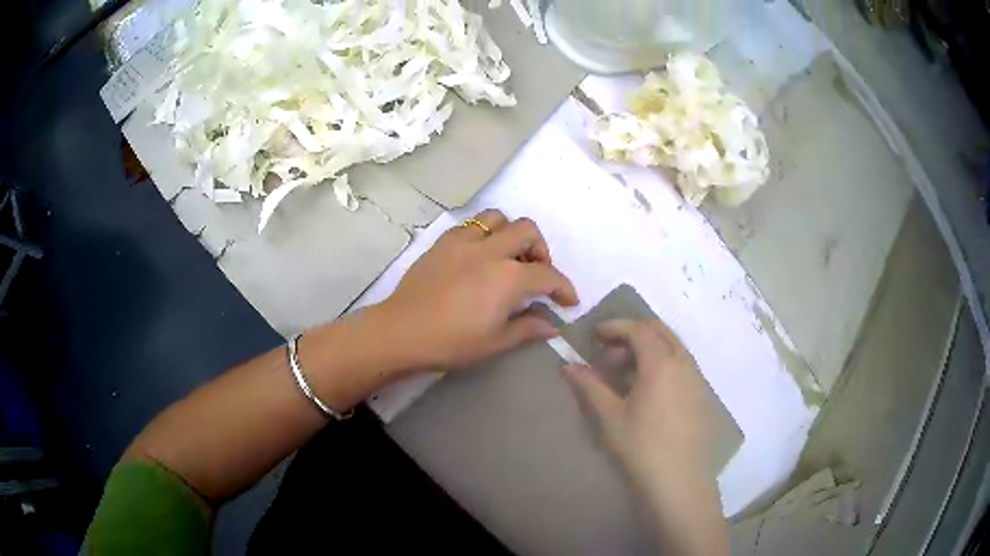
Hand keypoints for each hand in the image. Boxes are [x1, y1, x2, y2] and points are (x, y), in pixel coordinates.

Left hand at [380, 209, 578, 370]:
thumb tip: (553, 326)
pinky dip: (484, 233)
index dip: (564, 288)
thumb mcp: (495, 342)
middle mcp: (491, 250)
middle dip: (541, 250)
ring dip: (511, 233)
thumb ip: (528, 329)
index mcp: (508, 277)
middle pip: (528, 231)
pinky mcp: (443, 242)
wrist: (401, 332)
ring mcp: (464, 241)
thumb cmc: (451, 343)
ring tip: (507, 256)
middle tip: (536, 273)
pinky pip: (471, 225)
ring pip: (498, 217)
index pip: (548, 275)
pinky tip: (479, 255)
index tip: (569, 302)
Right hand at [564, 318, 728, 555]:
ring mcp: (696, 378)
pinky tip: (648, 390)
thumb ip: (590, 386)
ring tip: (625, 374)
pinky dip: (663, 363)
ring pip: (673, 347)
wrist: (679, 479)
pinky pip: (682, 364)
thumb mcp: (610, 416)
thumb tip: (567, 366)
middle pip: (659, 331)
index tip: (595, 334)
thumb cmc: (641, 446)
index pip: (638, 330)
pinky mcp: (702, 394)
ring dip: (648, 349)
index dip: (615, 326)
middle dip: (632, 334)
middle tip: (609, 353)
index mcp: (661, 363)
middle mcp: (684, 363)